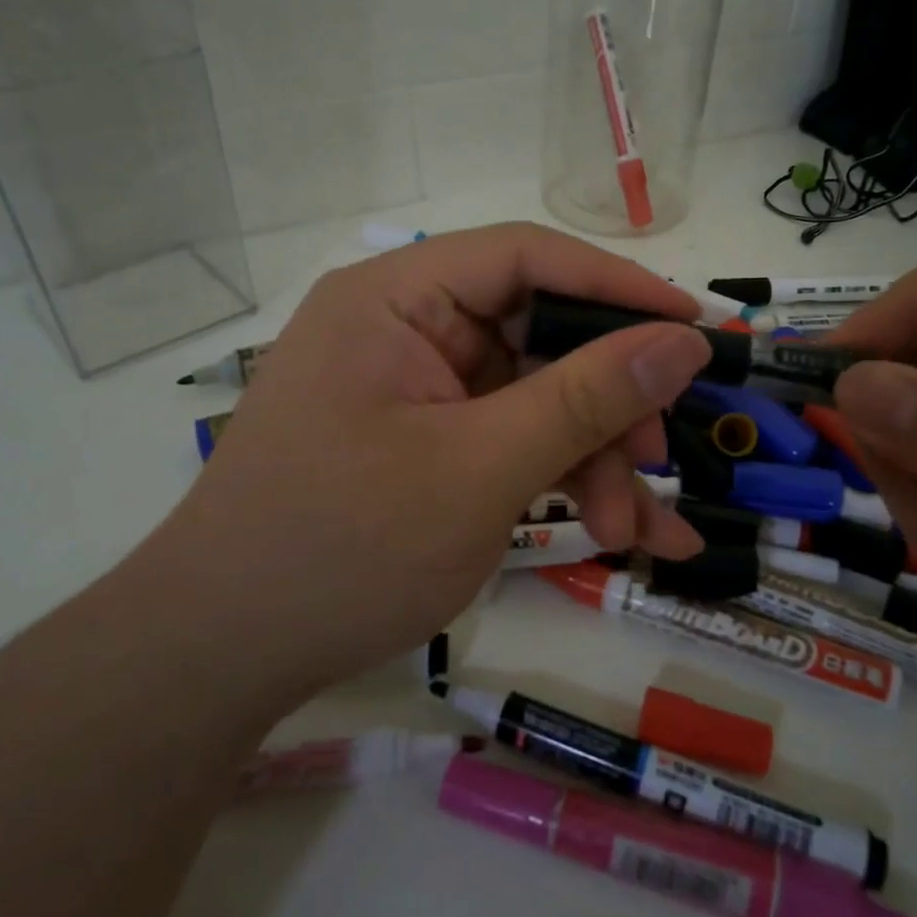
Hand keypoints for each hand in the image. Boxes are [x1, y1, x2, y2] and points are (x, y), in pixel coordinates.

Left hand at [154, 222, 711, 694]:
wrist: (223, 659)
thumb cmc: (343, 549)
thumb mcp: (480, 469)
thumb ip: (587, 398)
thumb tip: (683, 339)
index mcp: (396, 298)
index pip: (524, 257)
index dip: (616, 285)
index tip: (693, 326)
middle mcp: (406, 329)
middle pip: (538, 335)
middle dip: (607, 402)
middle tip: (661, 453)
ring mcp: (416, 391)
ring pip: (535, 399)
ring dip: (593, 459)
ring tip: (631, 531)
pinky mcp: (425, 444)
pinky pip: (511, 442)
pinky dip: (562, 481)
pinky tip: (622, 535)